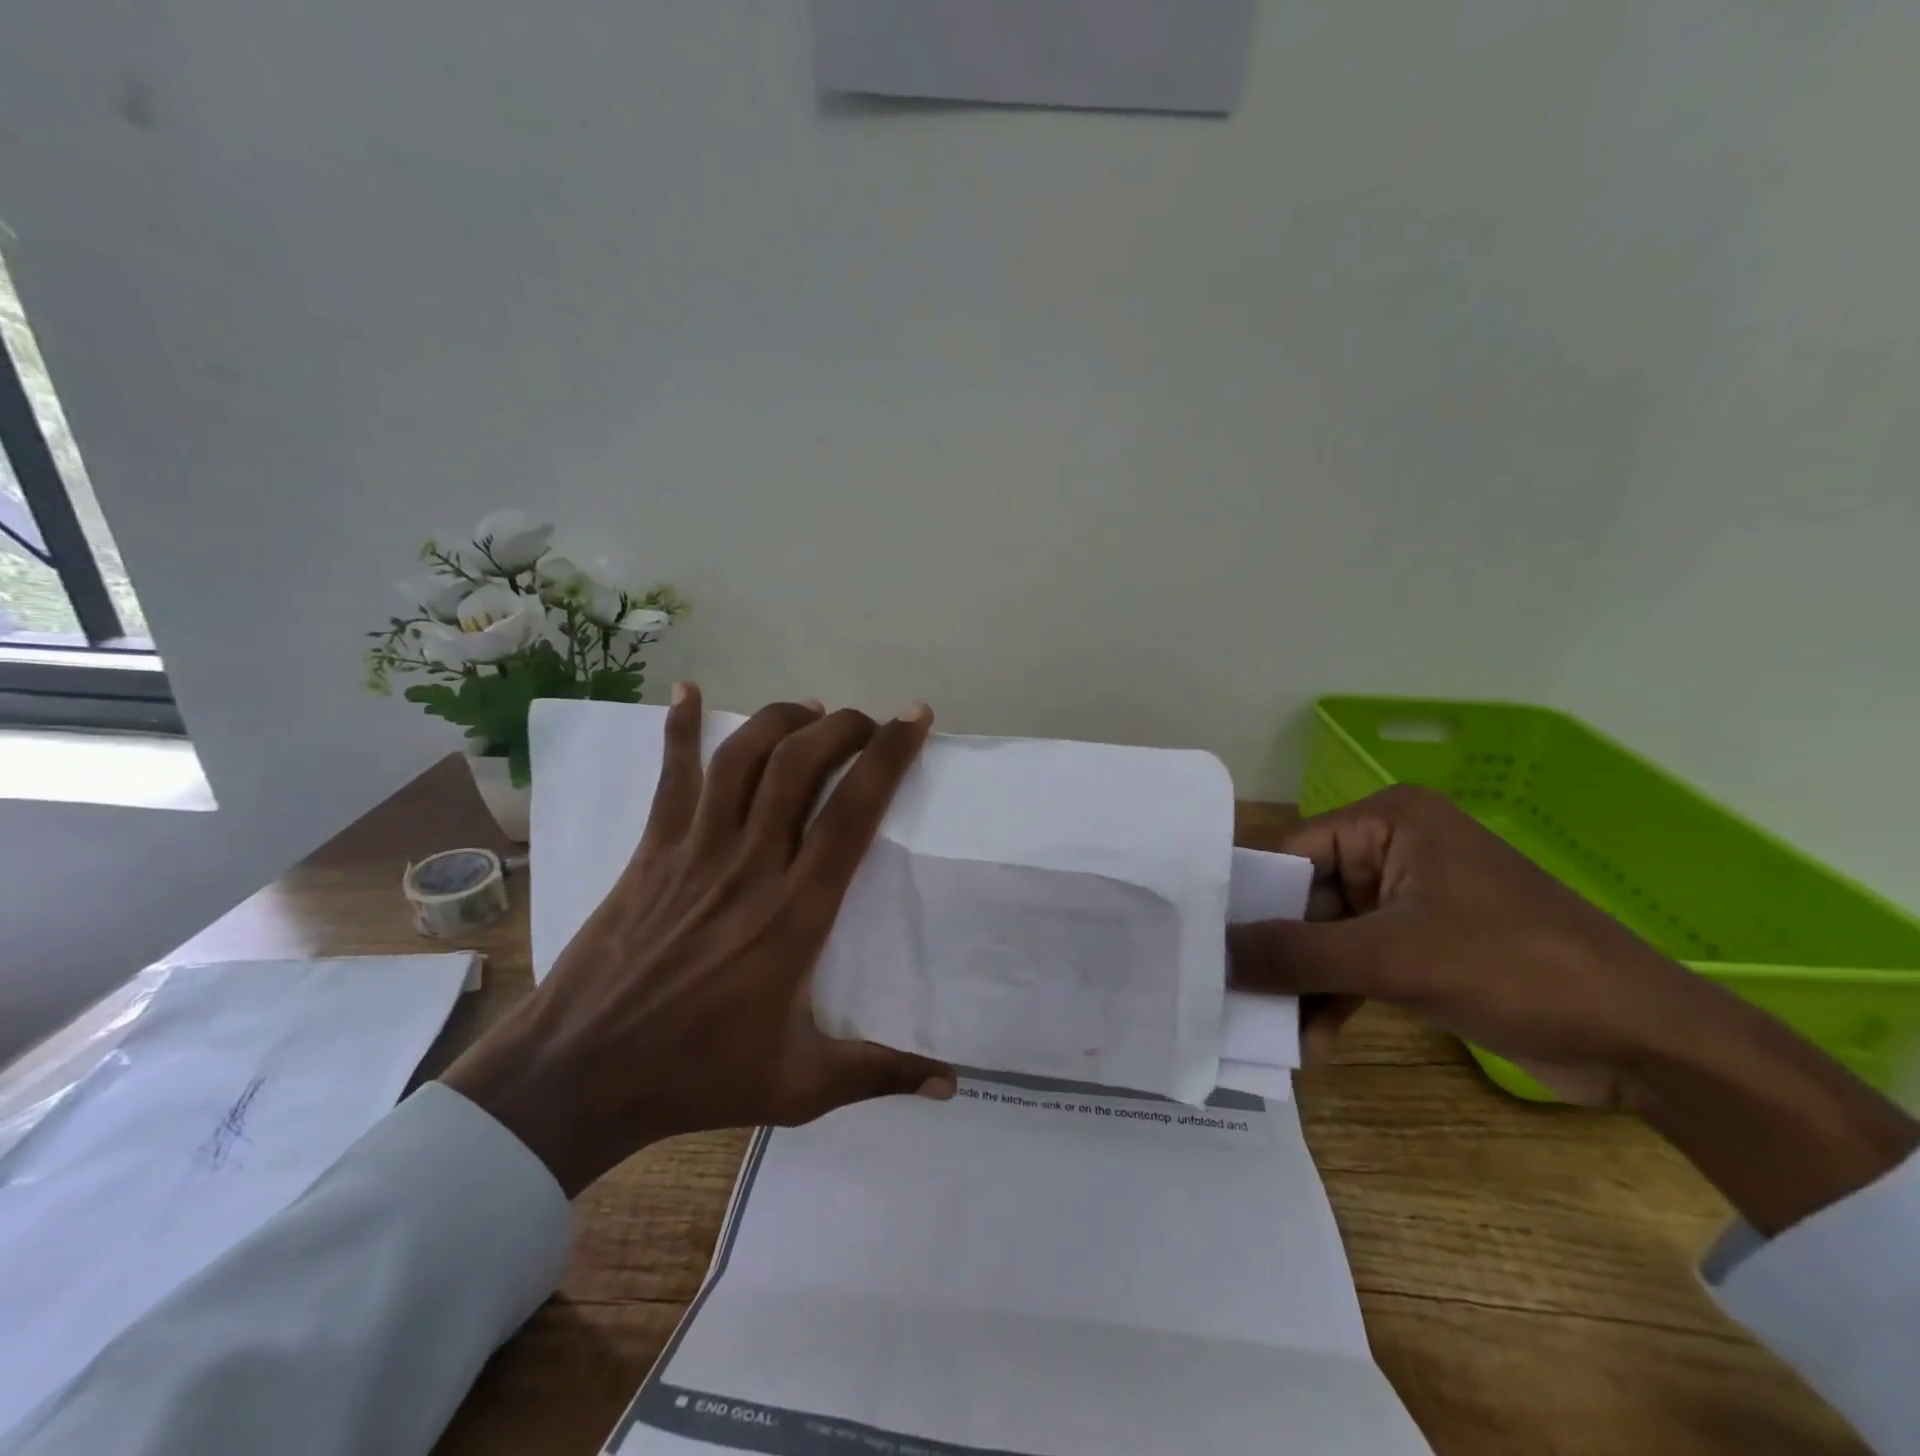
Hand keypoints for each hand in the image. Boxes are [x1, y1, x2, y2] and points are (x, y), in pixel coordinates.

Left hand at [443, 686, 955, 1196]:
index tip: (913, 719)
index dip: (888, 756)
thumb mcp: (801, 1087)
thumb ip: (880, 1074)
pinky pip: (671, 776)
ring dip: (781, 721)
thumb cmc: (698, 1076)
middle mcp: (751, 865)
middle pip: (800, 766)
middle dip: (841, 727)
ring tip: (810, 712)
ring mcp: (695, 851)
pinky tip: (687, 691)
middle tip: (864, 721)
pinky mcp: (652, 850)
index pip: (853, 813)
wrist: (581, 1075)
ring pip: (743, 758)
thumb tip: (952, 1083)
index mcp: (796, 913)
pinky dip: (679, 728)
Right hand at [1231, 786, 1916, 1232]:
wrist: (1649, 1043)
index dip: (1248, 901)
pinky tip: (1316, 1041)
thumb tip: (1214, 955)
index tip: (1206, 946)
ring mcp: (1411, 899)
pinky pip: (1360, 962)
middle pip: (1306, 899)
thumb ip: (1296, 954)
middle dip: (1279, 954)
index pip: (1291, 853)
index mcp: (1388, 821)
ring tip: (1274, 1033)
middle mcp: (1393, 849)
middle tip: (1233, 999)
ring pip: (1330, 937)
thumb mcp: (1394, 958)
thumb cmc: (1517, 969)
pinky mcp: (1426, 944)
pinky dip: (1337, 998)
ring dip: (1306, 985)